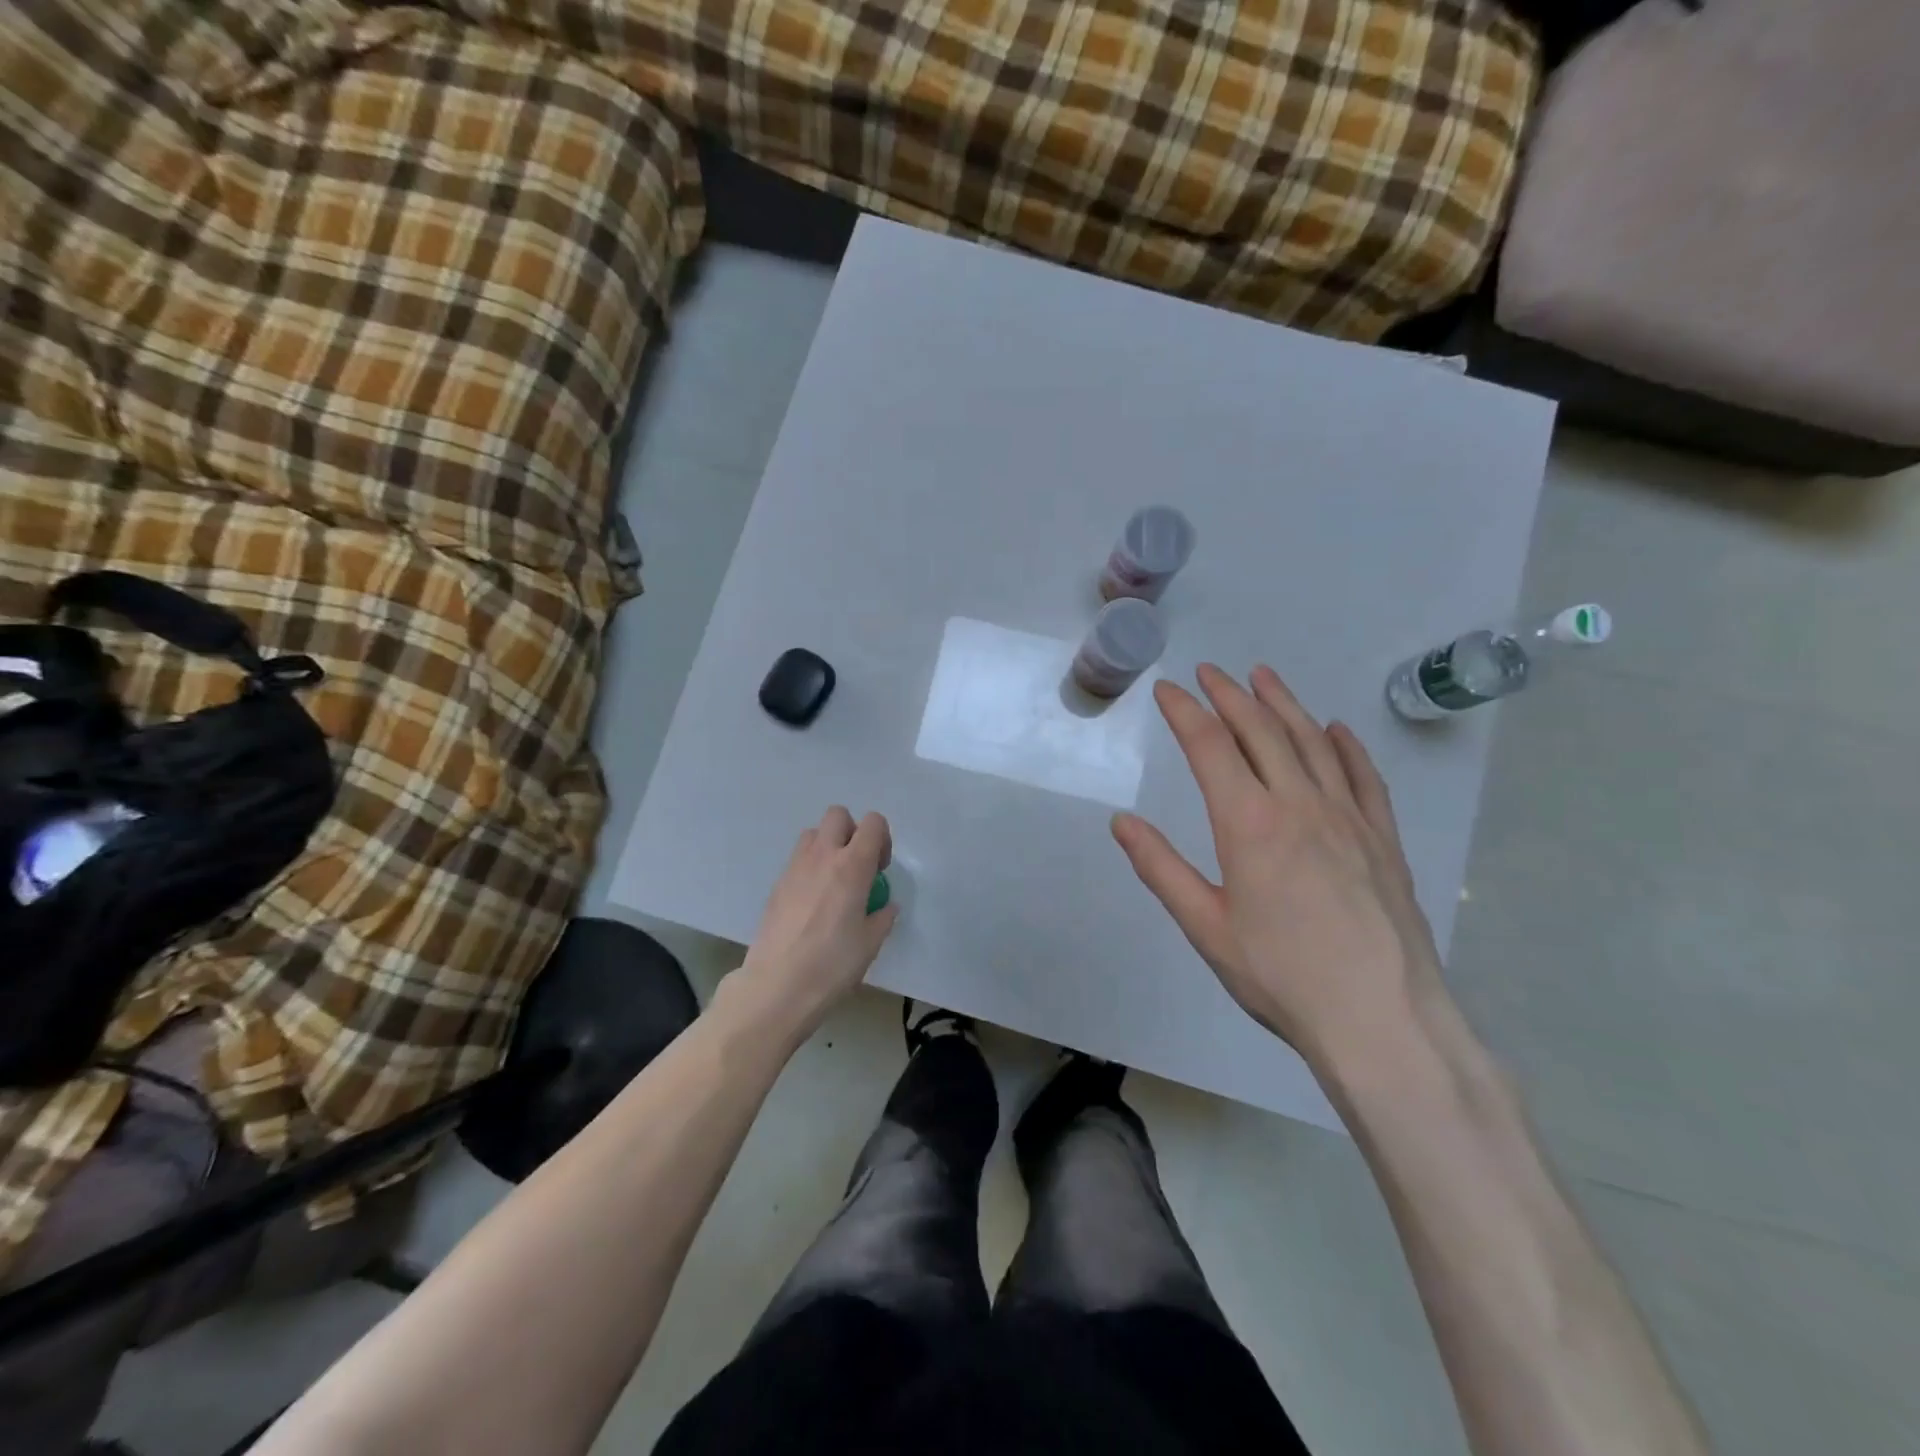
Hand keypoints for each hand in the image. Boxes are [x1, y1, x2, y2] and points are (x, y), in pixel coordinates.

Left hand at [733, 806, 898, 1038]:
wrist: (777, 986)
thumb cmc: (832, 964)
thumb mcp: (870, 943)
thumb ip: (882, 917)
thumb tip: (885, 906)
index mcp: (852, 866)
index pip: (872, 823)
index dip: (882, 839)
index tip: (879, 869)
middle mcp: (822, 856)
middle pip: (838, 815)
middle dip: (852, 832)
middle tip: (857, 866)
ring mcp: (794, 868)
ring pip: (813, 834)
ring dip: (828, 847)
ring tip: (833, 882)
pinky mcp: (776, 884)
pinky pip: (797, 860)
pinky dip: (810, 868)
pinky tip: (813, 903)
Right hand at [1112, 664, 1445, 1070]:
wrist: (1381, 1018)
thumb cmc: (1281, 975)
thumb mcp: (1205, 927)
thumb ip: (1160, 868)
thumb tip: (1121, 822)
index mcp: (1249, 823)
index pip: (1210, 747)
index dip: (1185, 712)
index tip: (1168, 689)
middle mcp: (1299, 804)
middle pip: (1261, 731)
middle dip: (1230, 695)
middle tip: (1210, 671)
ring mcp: (1348, 817)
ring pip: (1312, 742)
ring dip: (1284, 704)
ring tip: (1263, 677)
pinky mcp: (1383, 838)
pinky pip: (1364, 776)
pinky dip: (1346, 746)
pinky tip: (1335, 729)